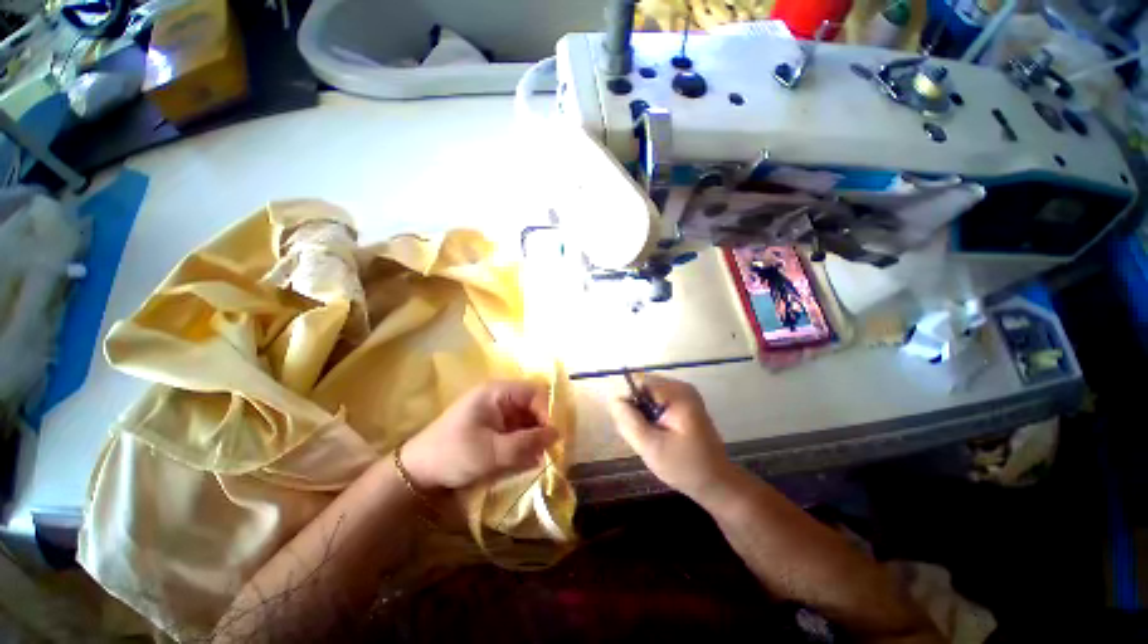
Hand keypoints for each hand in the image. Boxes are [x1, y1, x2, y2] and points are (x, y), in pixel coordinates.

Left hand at [401, 380, 558, 491]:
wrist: (418, 473)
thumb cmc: (454, 454)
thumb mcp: (493, 451)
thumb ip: (527, 443)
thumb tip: (558, 434)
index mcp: (498, 392)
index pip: (535, 392)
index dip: (547, 411)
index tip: (550, 438)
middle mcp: (500, 398)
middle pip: (533, 406)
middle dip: (541, 428)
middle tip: (546, 452)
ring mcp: (497, 413)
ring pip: (527, 421)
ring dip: (533, 439)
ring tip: (535, 460)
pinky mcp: (494, 429)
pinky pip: (517, 432)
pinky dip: (523, 446)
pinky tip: (524, 462)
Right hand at [608, 375, 735, 501]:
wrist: (717, 483)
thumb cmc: (685, 467)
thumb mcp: (651, 446)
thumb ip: (629, 420)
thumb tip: (614, 399)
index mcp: (676, 392)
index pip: (637, 383)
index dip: (630, 403)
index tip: (635, 428)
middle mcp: (680, 386)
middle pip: (642, 387)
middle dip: (636, 410)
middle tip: (645, 436)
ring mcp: (683, 394)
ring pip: (647, 395)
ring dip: (643, 415)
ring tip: (653, 438)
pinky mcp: (684, 403)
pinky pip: (656, 402)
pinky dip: (652, 417)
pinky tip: (659, 435)